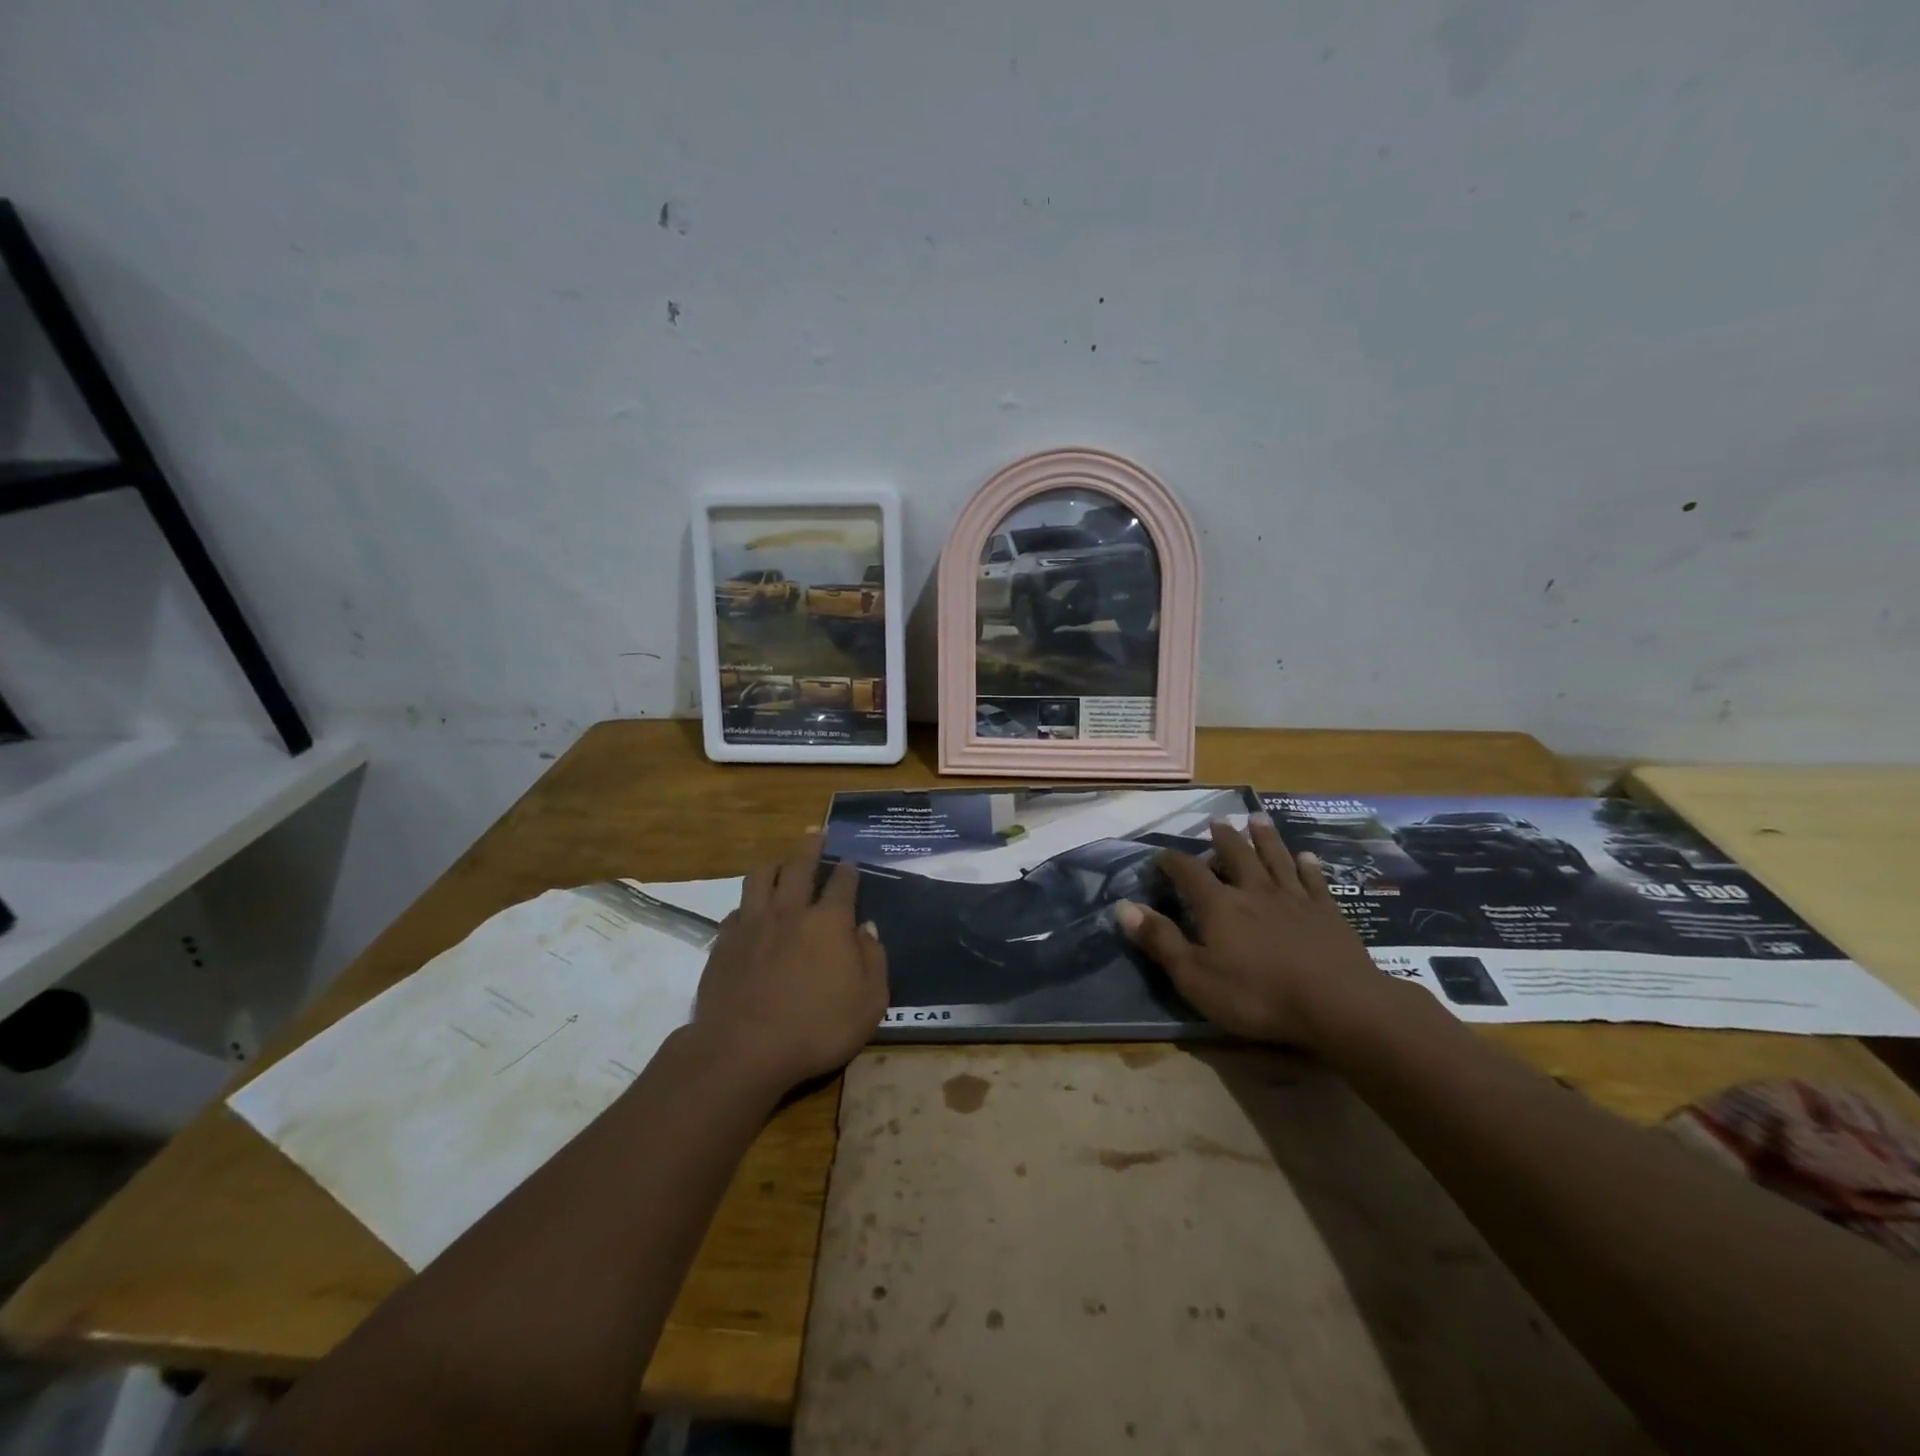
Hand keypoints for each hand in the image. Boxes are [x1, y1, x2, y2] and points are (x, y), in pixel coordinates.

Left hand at [694, 833, 889, 1089]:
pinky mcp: (724, 943)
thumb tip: (866, 929)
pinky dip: (747, 905)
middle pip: (799, 866)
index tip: (850, 861)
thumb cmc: (817, 1028)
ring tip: (780, 863)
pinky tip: (749, 913)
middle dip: (810, 847)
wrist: (744, 1050)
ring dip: (773, 865)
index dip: (849, 870)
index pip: (843, 884)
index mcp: (829, 922)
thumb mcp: (870, 1002)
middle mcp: (790, 911)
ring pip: (760, 878)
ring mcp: (753, 924)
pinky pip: (736, 910)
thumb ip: (873, 960)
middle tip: (816, 832)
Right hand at [1116, 816, 1384, 1049]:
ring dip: (1265, 838)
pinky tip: (1307, 856)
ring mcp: (1294, 899)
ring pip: (1275, 859)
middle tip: (1216, 821)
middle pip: (1236, 855)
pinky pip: (1315, 882)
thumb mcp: (1195, 976)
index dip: (1172, 861)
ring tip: (1257, 819)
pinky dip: (1309, 867)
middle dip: (1223, 838)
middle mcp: (1254, 891)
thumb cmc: (1257, 995)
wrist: (1337, 1004)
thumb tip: (1124, 907)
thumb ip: (1160, 940)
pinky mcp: (1328, 913)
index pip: (1189, 872)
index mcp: (1219, 905)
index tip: (1160, 855)